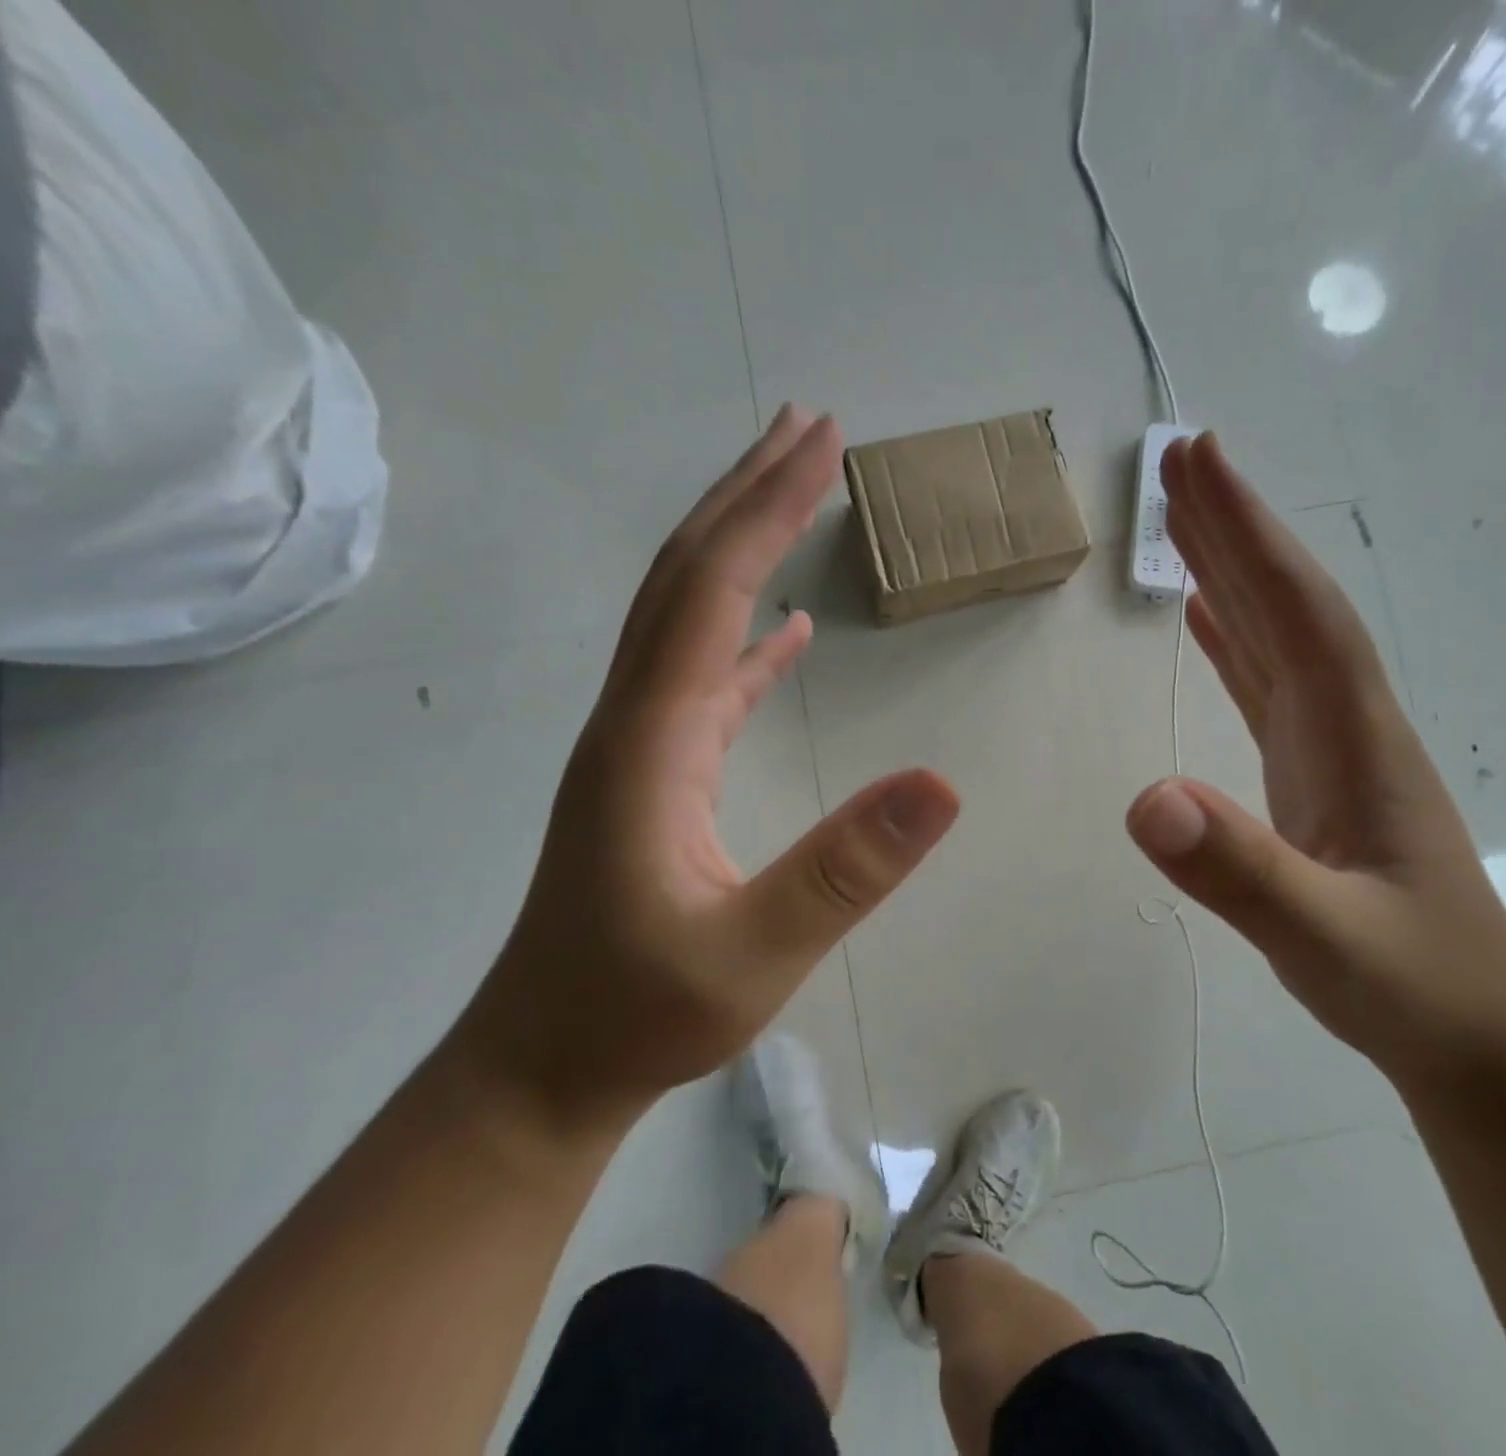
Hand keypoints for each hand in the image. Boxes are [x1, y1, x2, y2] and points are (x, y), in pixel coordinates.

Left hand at [457, 407, 960, 1129]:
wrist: (541, 1068)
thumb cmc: (638, 1014)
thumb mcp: (754, 952)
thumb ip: (847, 869)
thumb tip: (943, 783)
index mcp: (650, 742)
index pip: (710, 594)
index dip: (767, 511)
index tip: (821, 443)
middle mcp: (634, 720)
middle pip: (684, 577)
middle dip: (746, 493)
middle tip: (806, 427)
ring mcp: (640, 745)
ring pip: (686, 616)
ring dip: (737, 545)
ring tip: (790, 491)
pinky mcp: (653, 774)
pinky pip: (701, 678)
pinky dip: (741, 634)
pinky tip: (783, 628)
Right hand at [1124, 434, 1505, 1087]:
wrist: (1477, 1038)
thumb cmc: (1413, 985)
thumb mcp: (1325, 938)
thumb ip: (1240, 871)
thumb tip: (1146, 801)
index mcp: (1354, 735)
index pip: (1296, 608)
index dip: (1247, 531)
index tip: (1198, 461)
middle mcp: (1346, 721)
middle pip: (1285, 602)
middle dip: (1234, 525)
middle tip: (1177, 459)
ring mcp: (1331, 748)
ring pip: (1275, 636)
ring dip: (1231, 572)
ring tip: (1182, 520)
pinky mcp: (1313, 776)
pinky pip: (1266, 684)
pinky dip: (1234, 640)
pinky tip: (1206, 621)